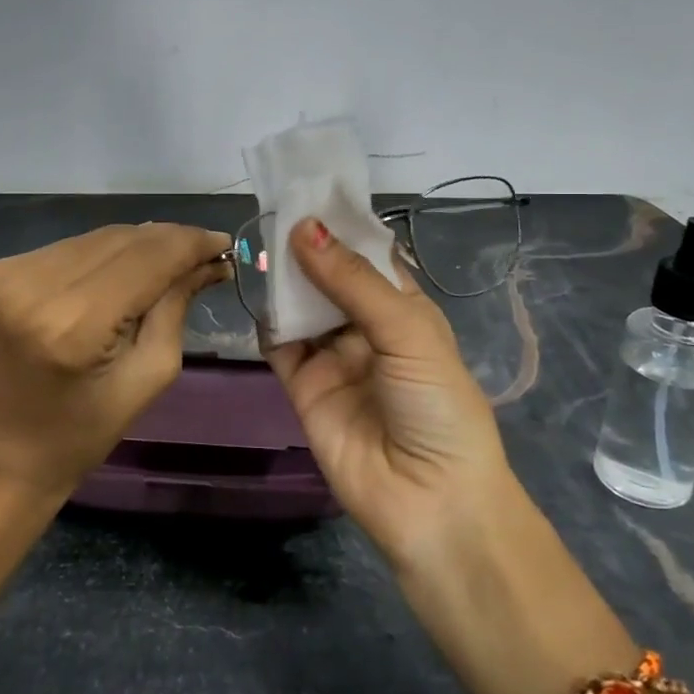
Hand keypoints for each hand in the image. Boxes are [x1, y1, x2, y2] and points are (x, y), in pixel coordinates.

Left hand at [0, 222, 231, 499]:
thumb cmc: (82, 434)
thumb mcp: (148, 377)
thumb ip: (176, 307)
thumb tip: (207, 260)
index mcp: (74, 325)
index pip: (148, 259)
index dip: (191, 243)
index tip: (225, 242)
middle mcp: (35, 285)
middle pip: (122, 240)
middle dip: (169, 241)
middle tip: (205, 253)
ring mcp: (9, 273)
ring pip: (97, 238)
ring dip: (138, 245)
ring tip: (168, 262)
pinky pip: (70, 248)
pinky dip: (103, 255)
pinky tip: (122, 272)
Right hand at [265, 217, 520, 571]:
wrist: (430, 502)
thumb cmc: (437, 405)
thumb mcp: (407, 331)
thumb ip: (352, 281)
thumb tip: (303, 227)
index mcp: (404, 310)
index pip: (368, 257)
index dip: (341, 227)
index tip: (308, 191)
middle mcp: (367, 329)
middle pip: (329, 278)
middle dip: (306, 249)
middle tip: (273, 212)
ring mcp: (333, 358)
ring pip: (302, 307)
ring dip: (284, 280)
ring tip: (258, 245)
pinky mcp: (304, 387)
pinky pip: (280, 346)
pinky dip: (267, 321)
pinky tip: (256, 295)